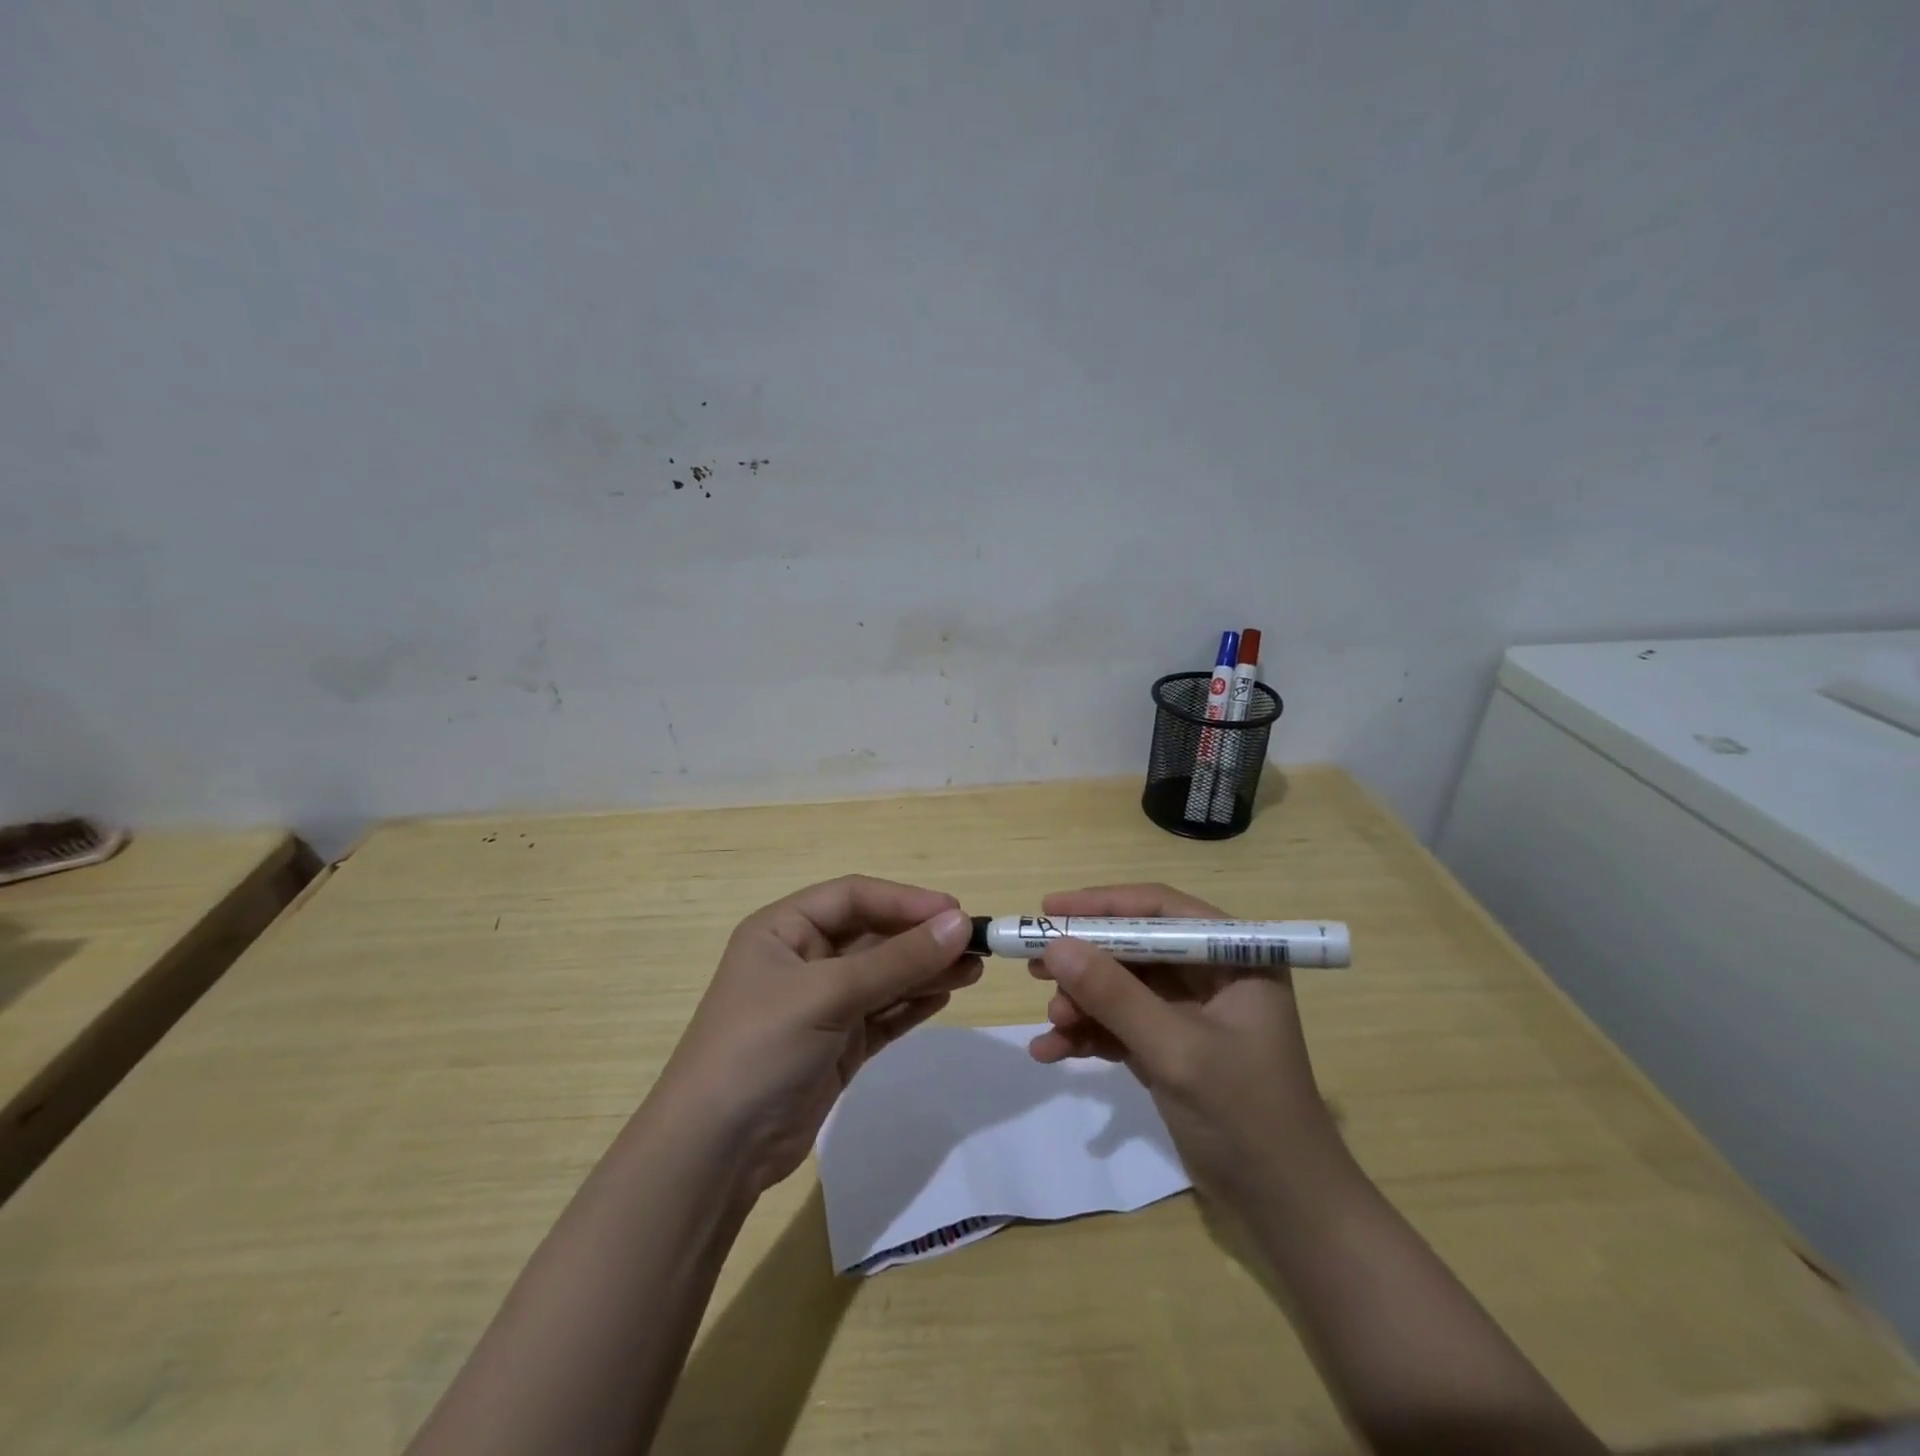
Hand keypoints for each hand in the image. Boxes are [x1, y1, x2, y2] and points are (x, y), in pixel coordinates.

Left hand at [656, 875, 980, 1194]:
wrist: (715, 1151)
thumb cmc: (761, 1047)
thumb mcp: (828, 994)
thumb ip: (897, 960)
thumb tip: (959, 923)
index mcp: (784, 929)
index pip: (854, 896)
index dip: (905, 900)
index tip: (955, 912)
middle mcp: (803, 959)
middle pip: (873, 935)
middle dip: (922, 938)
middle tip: (975, 945)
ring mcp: (822, 1004)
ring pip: (884, 975)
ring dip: (925, 971)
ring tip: (973, 971)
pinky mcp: (837, 1044)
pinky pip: (883, 1013)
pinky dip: (912, 1004)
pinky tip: (945, 997)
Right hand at [1027, 883, 1339, 1204]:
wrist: (1282, 1208)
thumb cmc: (1245, 1115)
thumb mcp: (1175, 1049)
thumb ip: (1114, 995)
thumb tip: (1054, 944)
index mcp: (1234, 956)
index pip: (1161, 909)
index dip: (1103, 905)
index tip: (1049, 909)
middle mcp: (1211, 974)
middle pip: (1134, 947)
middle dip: (1085, 960)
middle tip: (1034, 965)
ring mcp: (1189, 1011)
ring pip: (1122, 986)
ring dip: (1083, 1002)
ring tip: (1052, 1021)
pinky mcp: (1170, 1045)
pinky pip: (1121, 1024)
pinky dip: (1089, 1034)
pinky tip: (1051, 1051)